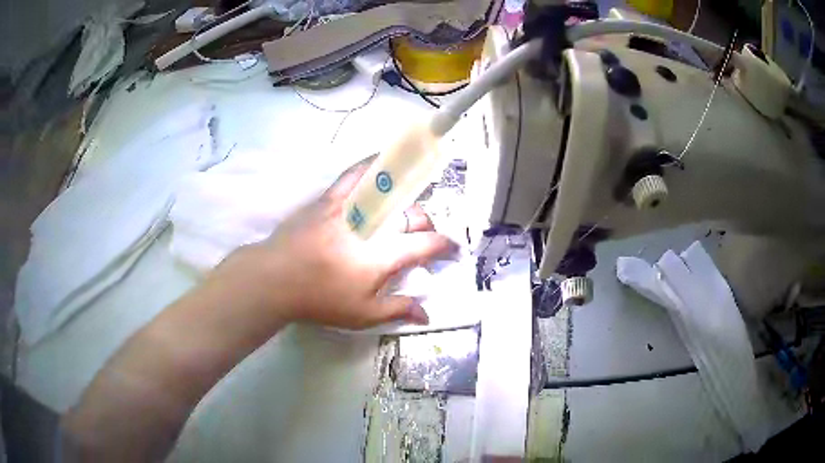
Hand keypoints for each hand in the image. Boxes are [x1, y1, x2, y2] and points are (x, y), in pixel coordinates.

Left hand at [210, 157, 455, 329]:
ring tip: (418, 189)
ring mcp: (350, 207)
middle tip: (424, 236)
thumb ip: (398, 310)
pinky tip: (381, 159)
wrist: (275, 278)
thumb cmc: (320, 299)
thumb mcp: (362, 314)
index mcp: (382, 255)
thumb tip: (428, 313)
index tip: (454, 250)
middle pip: (411, 215)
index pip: (426, 244)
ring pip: (390, 189)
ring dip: (410, 189)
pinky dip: (372, 164)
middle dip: (426, 224)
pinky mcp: (330, 198)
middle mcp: (372, 225)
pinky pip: (355, 173)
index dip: (445, 246)